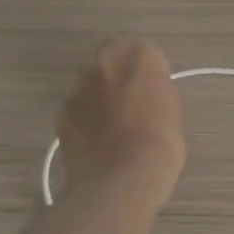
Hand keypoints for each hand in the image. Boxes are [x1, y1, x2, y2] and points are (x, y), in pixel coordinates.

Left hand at [57, 39, 184, 203]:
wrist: (118, 180)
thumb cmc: (159, 144)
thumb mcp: (172, 111)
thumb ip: (157, 92)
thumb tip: (147, 94)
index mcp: (141, 57)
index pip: (146, 53)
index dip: (149, 73)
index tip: (153, 92)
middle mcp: (107, 62)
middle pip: (112, 59)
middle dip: (118, 75)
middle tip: (130, 103)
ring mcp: (80, 86)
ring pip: (90, 83)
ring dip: (98, 95)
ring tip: (109, 126)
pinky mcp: (61, 113)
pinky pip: (76, 108)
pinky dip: (83, 118)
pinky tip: (94, 141)